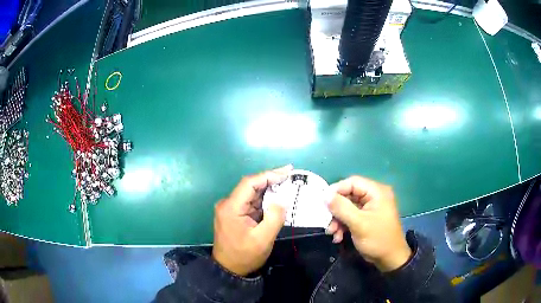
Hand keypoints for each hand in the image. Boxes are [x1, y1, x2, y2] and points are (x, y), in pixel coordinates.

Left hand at [212, 165, 291, 275]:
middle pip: (250, 186)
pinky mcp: (234, 214)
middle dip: (270, 180)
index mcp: (231, 207)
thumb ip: (274, 218)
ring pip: (251, 194)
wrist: (229, 269)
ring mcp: (230, 209)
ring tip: (287, 185)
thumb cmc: (245, 255)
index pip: (249, 184)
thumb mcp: (263, 239)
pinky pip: (250, 202)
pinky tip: (276, 198)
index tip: (286, 172)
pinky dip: (264, 199)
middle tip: (290, 176)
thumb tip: (281, 200)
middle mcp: (228, 204)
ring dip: (268, 190)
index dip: (268, 175)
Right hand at [326, 176, 411, 271]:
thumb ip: (341, 208)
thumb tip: (325, 194)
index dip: (336, 190)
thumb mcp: (358, 224)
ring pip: (348, 207)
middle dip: (336, 210)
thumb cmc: (377, 239)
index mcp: (377, 192)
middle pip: (349, 195)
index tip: (323, 202)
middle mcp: (374, 196)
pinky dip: (343, 225)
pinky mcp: (367, 218)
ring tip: (332, 233)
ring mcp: (371, 207)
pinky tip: (339, 237)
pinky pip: (351, 216)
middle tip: (327, 222)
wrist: (390, 259)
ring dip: (338, 220)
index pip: (353, 182)